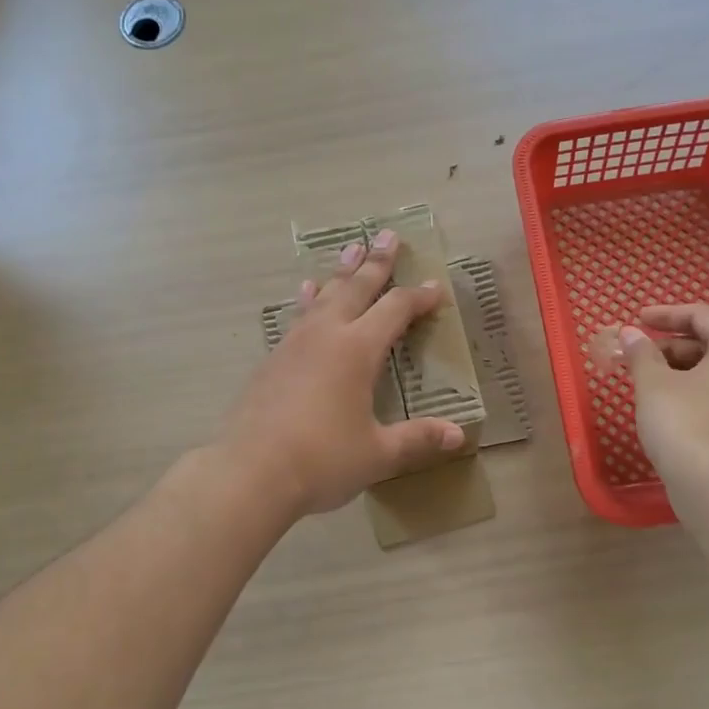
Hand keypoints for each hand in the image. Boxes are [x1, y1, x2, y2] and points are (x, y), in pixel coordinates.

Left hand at [220, 229, 466, 517]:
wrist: (250, 473)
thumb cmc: (321, 460)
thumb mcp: (377, 453)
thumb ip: (417, 439)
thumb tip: (458, 435)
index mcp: (357, 350)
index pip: (395, 311)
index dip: (418, 297)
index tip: (435, 287)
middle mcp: (326, 335)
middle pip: (356, 288)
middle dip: (376, 262)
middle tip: (387, 235)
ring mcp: (294, 344)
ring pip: (324, 296)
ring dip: (341, 272)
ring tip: (350, 248)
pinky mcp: (273, 360)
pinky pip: (298, 316)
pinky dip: (309, 300)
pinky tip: (307, 293)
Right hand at [619, 304, 708, 488]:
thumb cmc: (684, 422)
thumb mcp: (653, 383)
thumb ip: (641, 352)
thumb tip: (631, 334)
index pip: (701, 316)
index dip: (664, 315)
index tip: (636, 320)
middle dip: (670, 346)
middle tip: (636, 356)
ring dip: (682, 370)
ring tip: (648, 380)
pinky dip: (698, 391)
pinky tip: (670, 404)